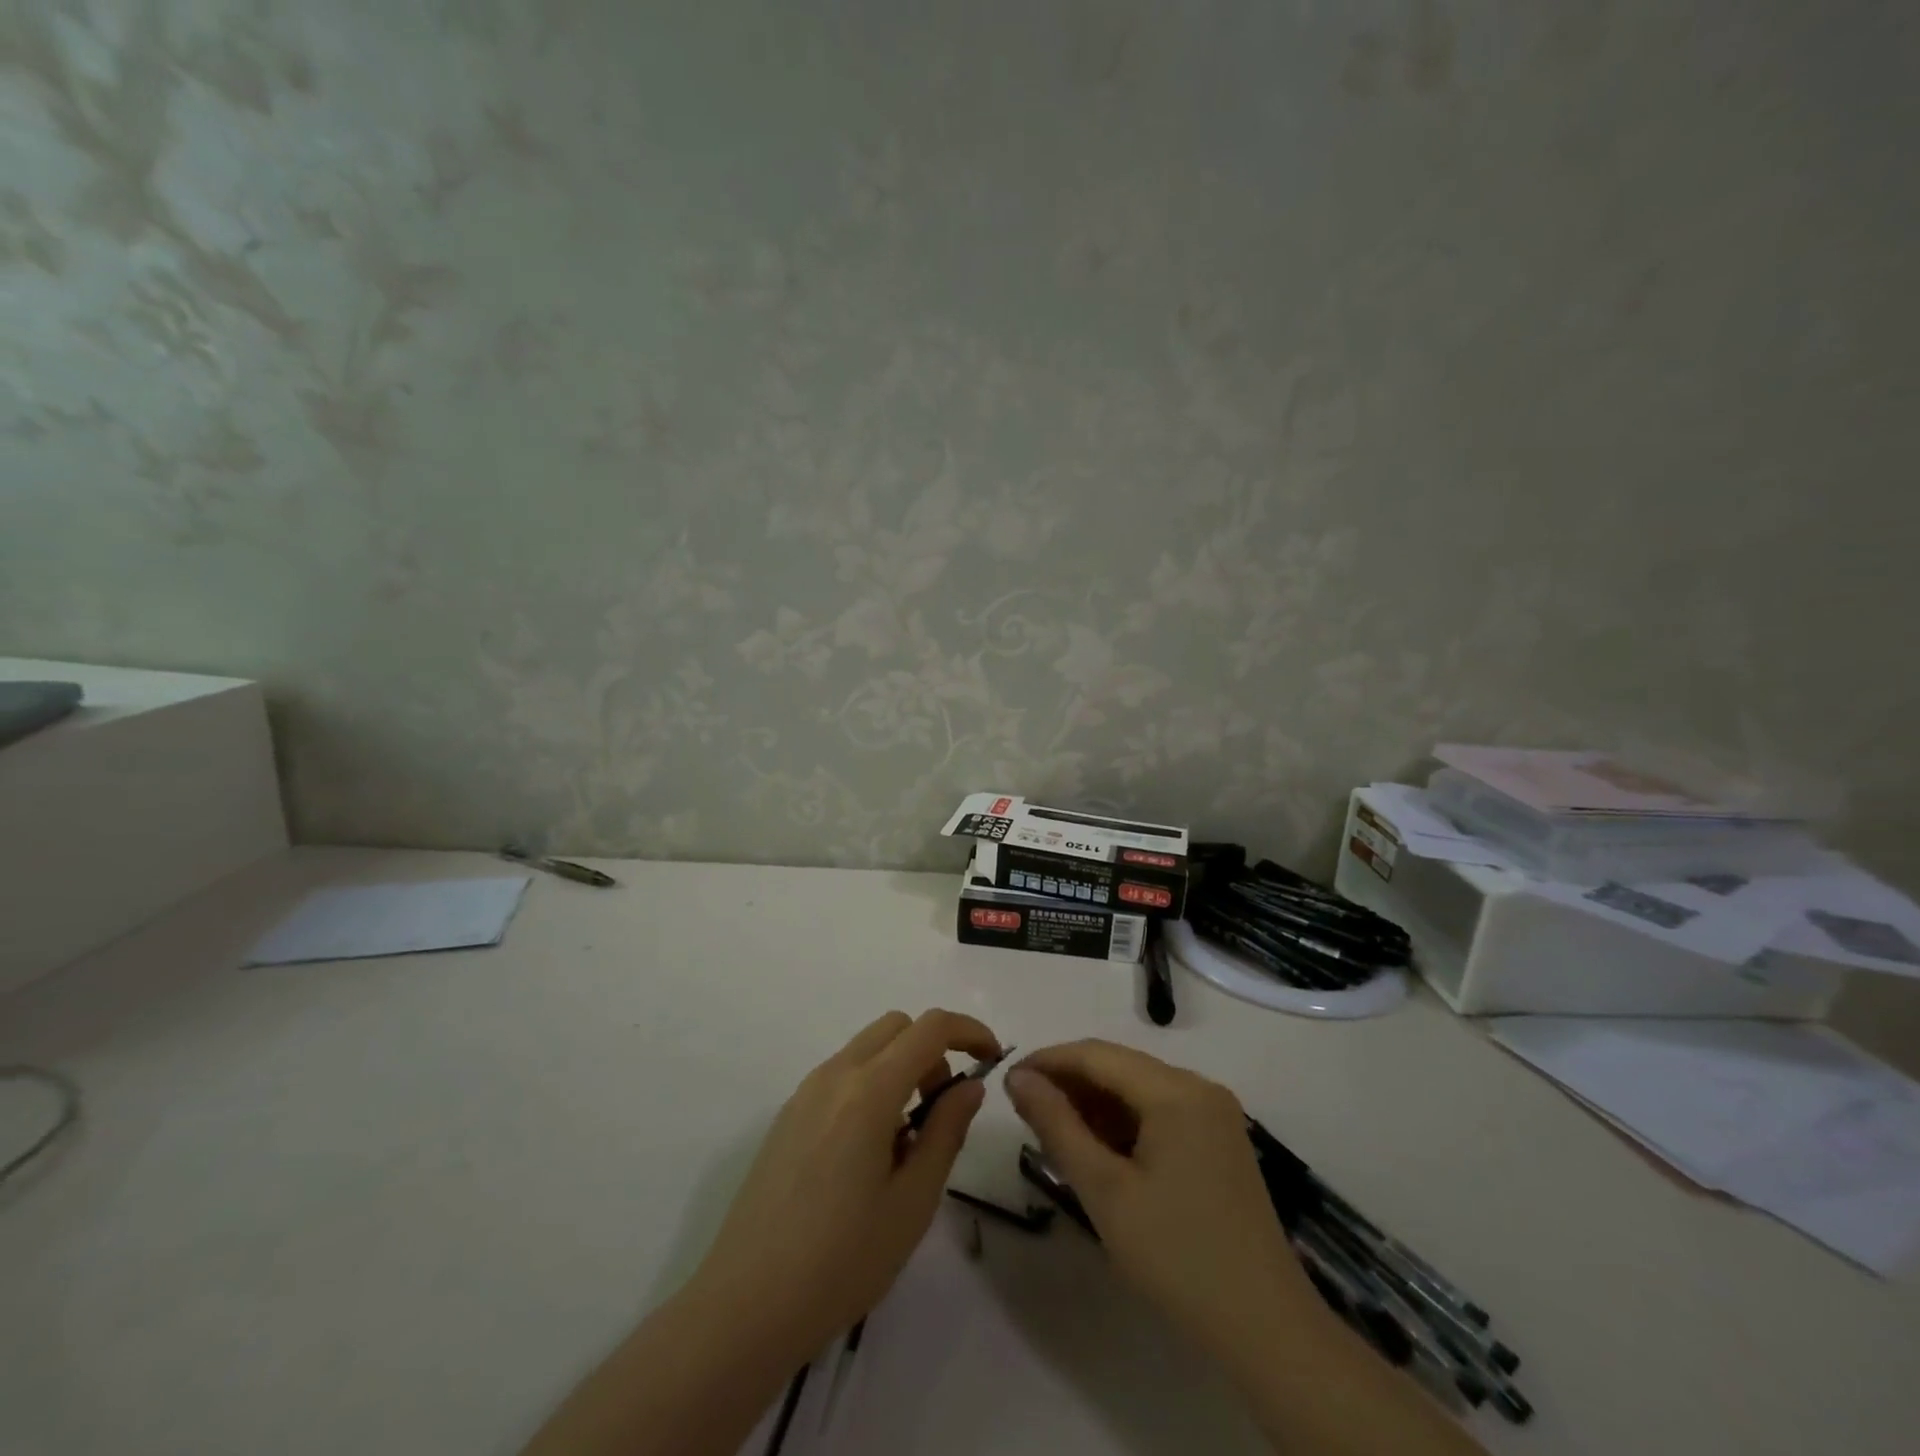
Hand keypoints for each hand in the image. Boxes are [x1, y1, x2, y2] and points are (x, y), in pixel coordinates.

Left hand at [689, 1009, 1000, 1361]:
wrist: (745, 1305)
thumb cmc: (841, 1260)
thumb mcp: (912, 1202)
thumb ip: (946, 1132)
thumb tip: (970, 1086)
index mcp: (869, 1090)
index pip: (930, 1028)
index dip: (969, 1031)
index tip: (992, 1059)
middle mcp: (835, 1075)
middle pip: (896, 1026)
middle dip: (933, 1050)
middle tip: (944, 1107)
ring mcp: (805, 1091)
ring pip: (867, 1048)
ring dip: (901, 1067)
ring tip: (907, 1140)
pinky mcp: (788, 1114)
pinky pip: (842, 1074)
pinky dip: (871, 1084)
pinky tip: (869, 1152)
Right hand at [1005, 1040, 1325, 1368]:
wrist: (1266, 1329)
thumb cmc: (1177, 1257)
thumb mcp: (1104, 1191)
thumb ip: (1057, 1125)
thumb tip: (1018, 1078)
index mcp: (1175, 1090)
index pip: (1097, 1054)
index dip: (1048, 1061)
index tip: (1008, 1081)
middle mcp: (1199, 1087)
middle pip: (1120, 1066)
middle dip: (1070, 1083)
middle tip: (1026, 1112)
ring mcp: (1214, 1113)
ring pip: (1139, 1089)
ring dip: (1095, 1103)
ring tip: (1055, 1133)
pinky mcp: (1219, 1139)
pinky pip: (1160, 1111)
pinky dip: (1124, 1122)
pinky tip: (1099, 1150)